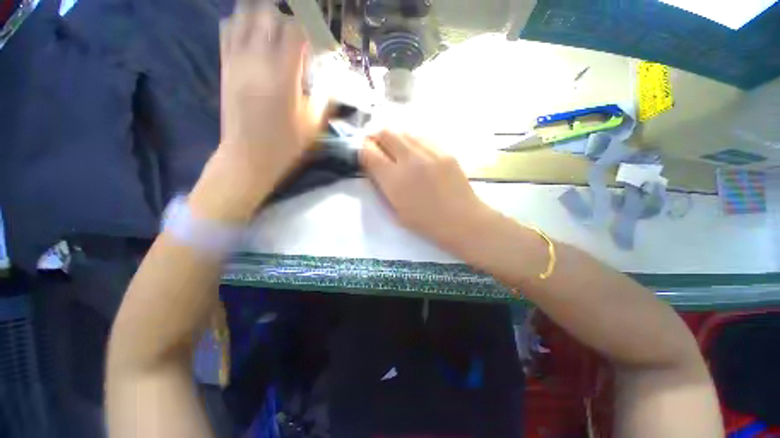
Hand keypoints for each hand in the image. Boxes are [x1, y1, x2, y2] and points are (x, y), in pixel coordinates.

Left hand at [191, 3, 328, 221]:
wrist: (247, 157)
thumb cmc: (285, 145)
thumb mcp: (313, 126)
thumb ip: (324, 98)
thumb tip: (332, 78)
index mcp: (283, 77)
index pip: (295, 30)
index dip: (310, 28)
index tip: (318, 40)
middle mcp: (257, 61)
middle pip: (268, 13)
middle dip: (286, 16)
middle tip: (299, 31)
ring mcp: (237, 60)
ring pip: (244, 14)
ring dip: (263, 15)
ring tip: (276, 28)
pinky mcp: (225, 65)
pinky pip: (227, 28)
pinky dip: (241, 22)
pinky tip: (253, 34)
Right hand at [361, 131, 495, 248]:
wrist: (461, 220)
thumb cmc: (426, 223)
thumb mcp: (396, 211)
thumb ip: (382, 187)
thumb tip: (375, 168)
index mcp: (394, 180)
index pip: (369, 152)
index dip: (362, 150)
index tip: (363, 153)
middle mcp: (409, 160)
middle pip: (386, 133)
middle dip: (376, 137)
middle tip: (378, 147)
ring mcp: (430, 152)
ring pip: (404, 131)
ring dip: (395, 138)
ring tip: (397, 150)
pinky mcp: (445, 151)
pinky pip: (423, 137)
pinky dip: (413, 141)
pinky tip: (416, 153)